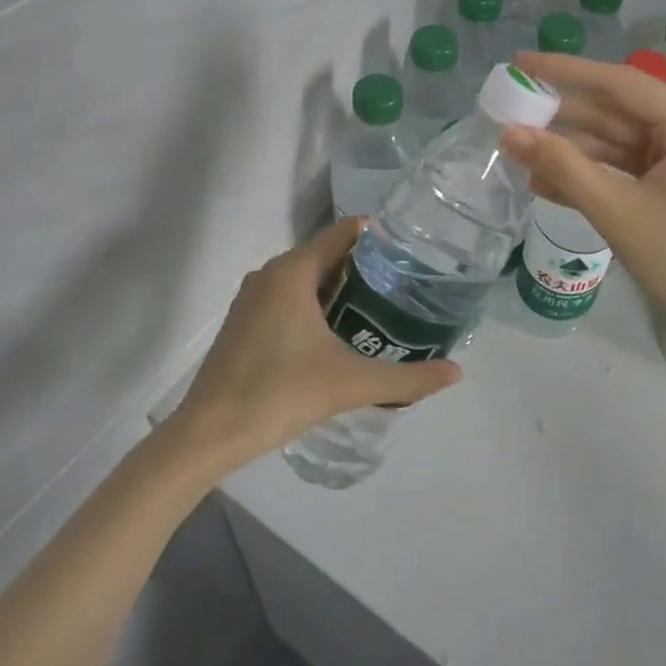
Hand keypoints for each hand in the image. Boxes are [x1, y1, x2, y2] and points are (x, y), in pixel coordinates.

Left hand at [163, 218, 462, 471]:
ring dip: (340, 287)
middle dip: (365, 265)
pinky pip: (288, 298)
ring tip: (381, 307)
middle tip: (406, 283)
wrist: (207, 433)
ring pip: (305, 278)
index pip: (343, 232)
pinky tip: (339, 333)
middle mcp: (270, 274)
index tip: (412, 248)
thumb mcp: (350, 384)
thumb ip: (407, 378)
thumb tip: (457, 372)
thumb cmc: (279, 393)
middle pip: (326, 254)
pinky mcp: (243, 323)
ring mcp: (252, 298)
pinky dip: (316, 304)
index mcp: (293, 271)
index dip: (378, 235)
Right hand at [502, 53, 665, 366]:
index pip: (620, 84)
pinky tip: (545, 184)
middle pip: (616, 113)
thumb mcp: (618, 212)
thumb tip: (509, 133)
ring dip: (570, 152)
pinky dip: (589, 177)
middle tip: (510, 110)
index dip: (566, 71)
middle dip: (562, 116)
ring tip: (518, 153)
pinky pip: (624, 172)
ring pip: (616, 145)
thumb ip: (562, 167)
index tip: (521, 64)